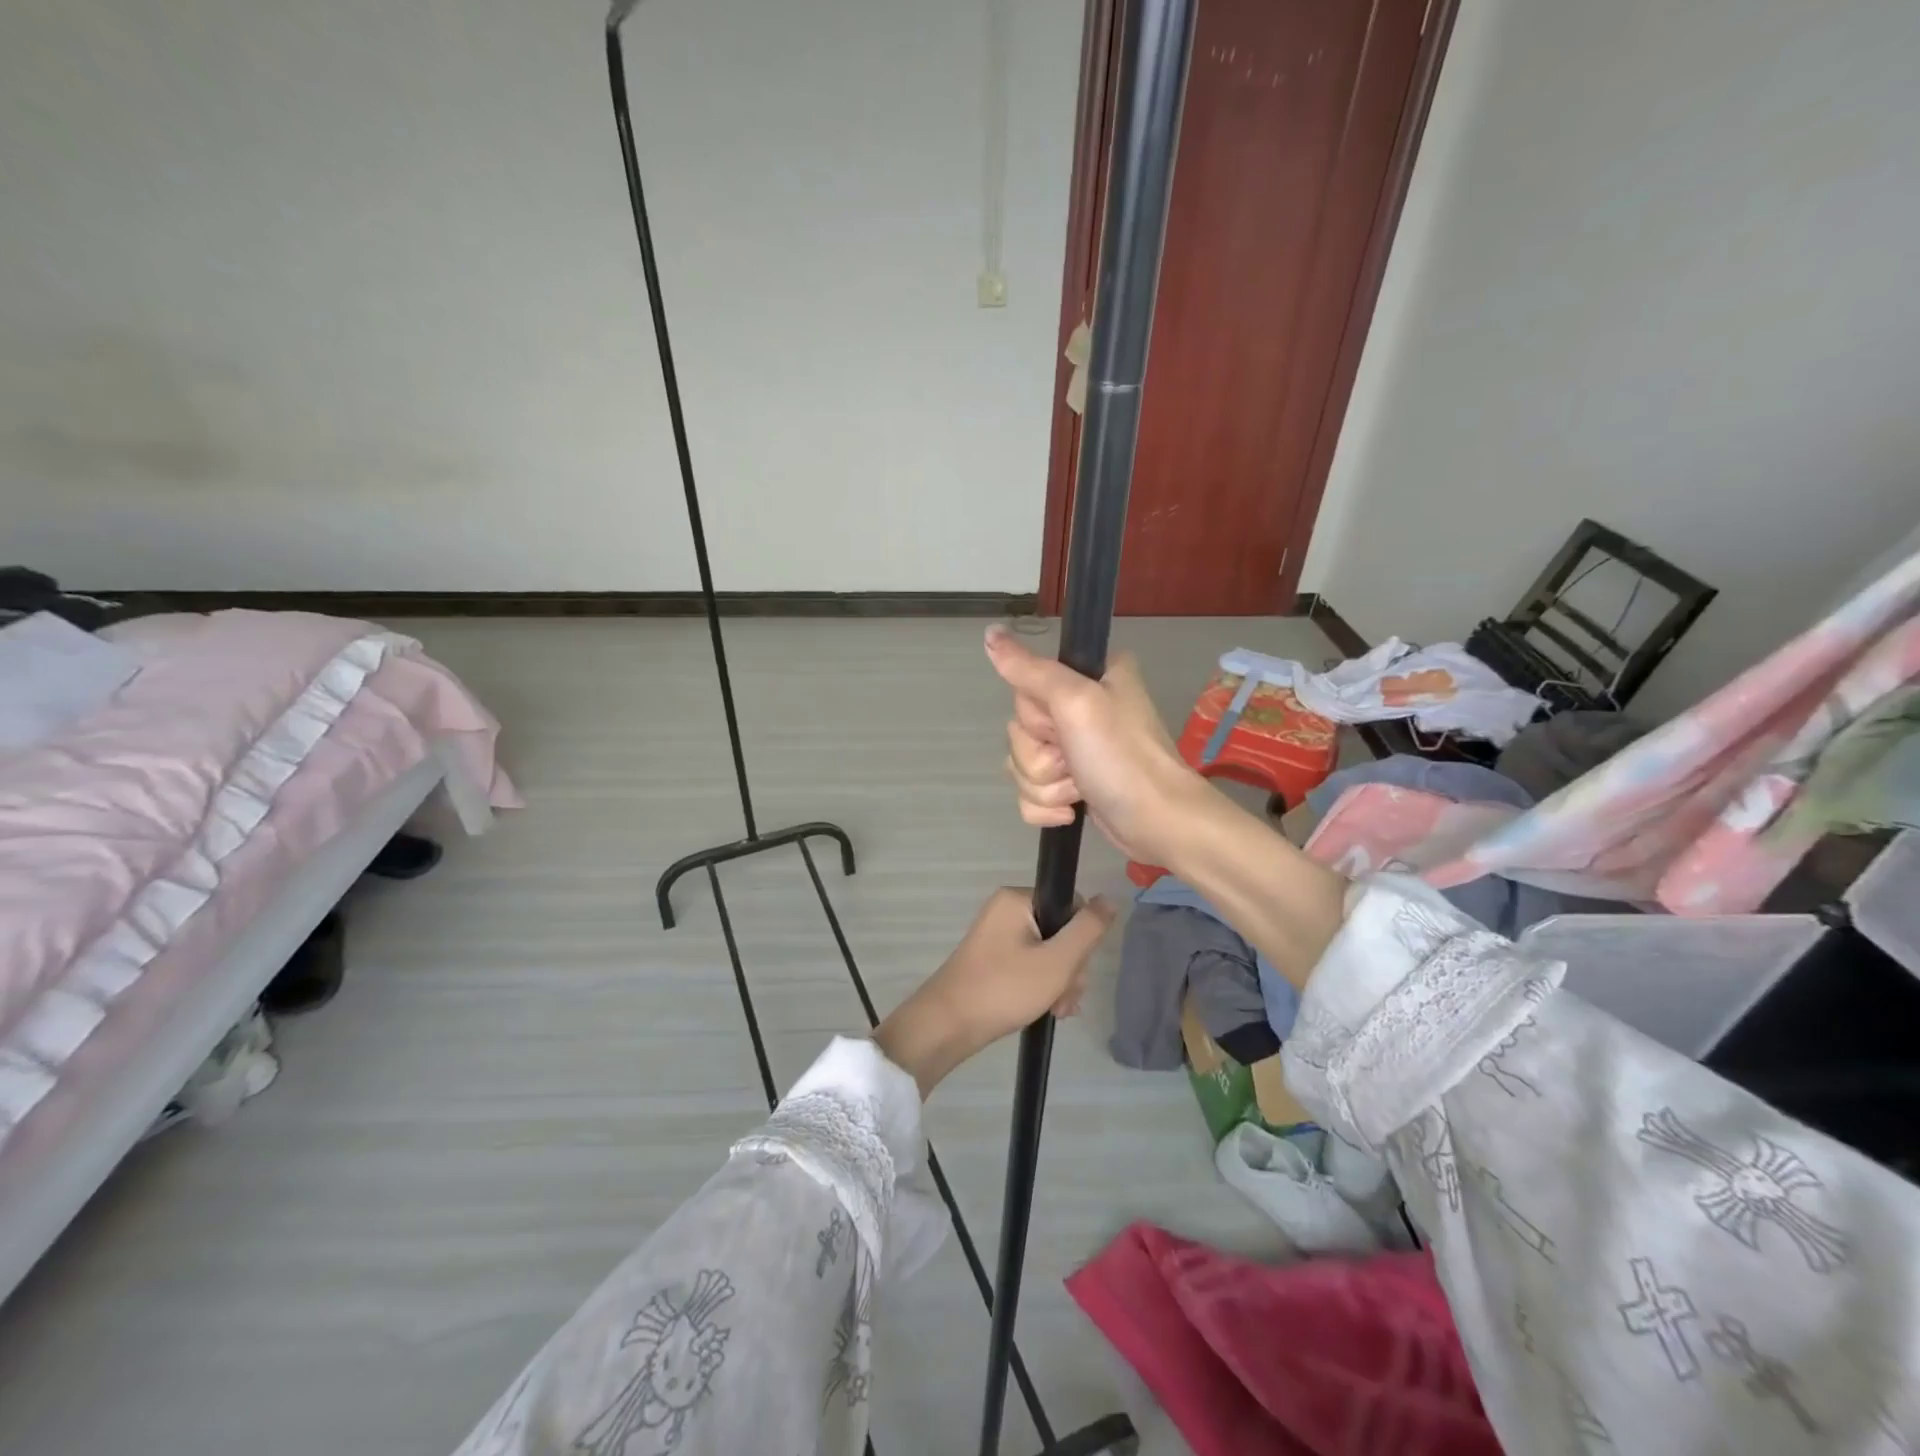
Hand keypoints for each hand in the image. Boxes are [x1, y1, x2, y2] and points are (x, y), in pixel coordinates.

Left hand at [874, 887, 1115, 1096]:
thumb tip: (1110, 899)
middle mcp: (1006, 910)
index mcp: (1018, 899)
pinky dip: (1041, 985)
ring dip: (1059, 982)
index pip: (1071, 906)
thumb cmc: (1005, 988)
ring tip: (1055, 1010)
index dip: (1082, 940)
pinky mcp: (993, 957)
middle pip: (1060, 931)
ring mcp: (998, 934)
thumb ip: (1087, 929)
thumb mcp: (1057, 961)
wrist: (948, 1025)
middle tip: (1062, 998)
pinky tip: (1046, 1009)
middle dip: (1069, 969)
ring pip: (1048, 952)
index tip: (1075, 972)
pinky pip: (1030, 963)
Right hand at [985, 624, 1204, 865]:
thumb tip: (990, 633)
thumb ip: (1030, 670)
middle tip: (1074, 759)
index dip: (1036, 714)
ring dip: (1045, 785)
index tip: (1061, 724)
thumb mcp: (1076, 702)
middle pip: (1020, 729)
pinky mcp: (1073, 784)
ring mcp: (1077, 748)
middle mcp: (1083, 707)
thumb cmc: (1121, 757)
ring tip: (1080, 787)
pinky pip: (1030, 792)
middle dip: (1040, 757)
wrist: (1157, 822)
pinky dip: (1047, 806)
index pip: (1027, 685)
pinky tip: (1074, 809)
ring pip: (1022, 764)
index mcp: (1090, 675)